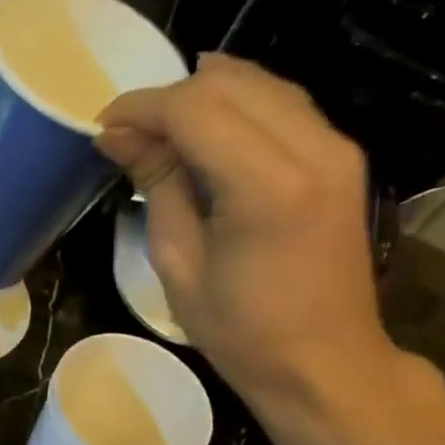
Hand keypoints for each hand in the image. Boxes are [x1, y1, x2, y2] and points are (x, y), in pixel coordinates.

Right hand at [97, 54, 399, 406]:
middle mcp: (313, 149)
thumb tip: (116, 135)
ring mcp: (336, 148)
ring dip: (202, 95)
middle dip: (168, 97)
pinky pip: (282, 103)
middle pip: (228, 82)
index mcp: (268, 187)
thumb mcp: (178, 263)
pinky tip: (204, 131)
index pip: (195, 108)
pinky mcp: (341, 156)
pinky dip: (236, 105)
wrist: (325, 363)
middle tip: (129, 134)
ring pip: (259, 82)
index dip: (141, 107)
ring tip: (161, 133)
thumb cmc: (242, 331)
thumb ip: (156, 184)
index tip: (103, 126)